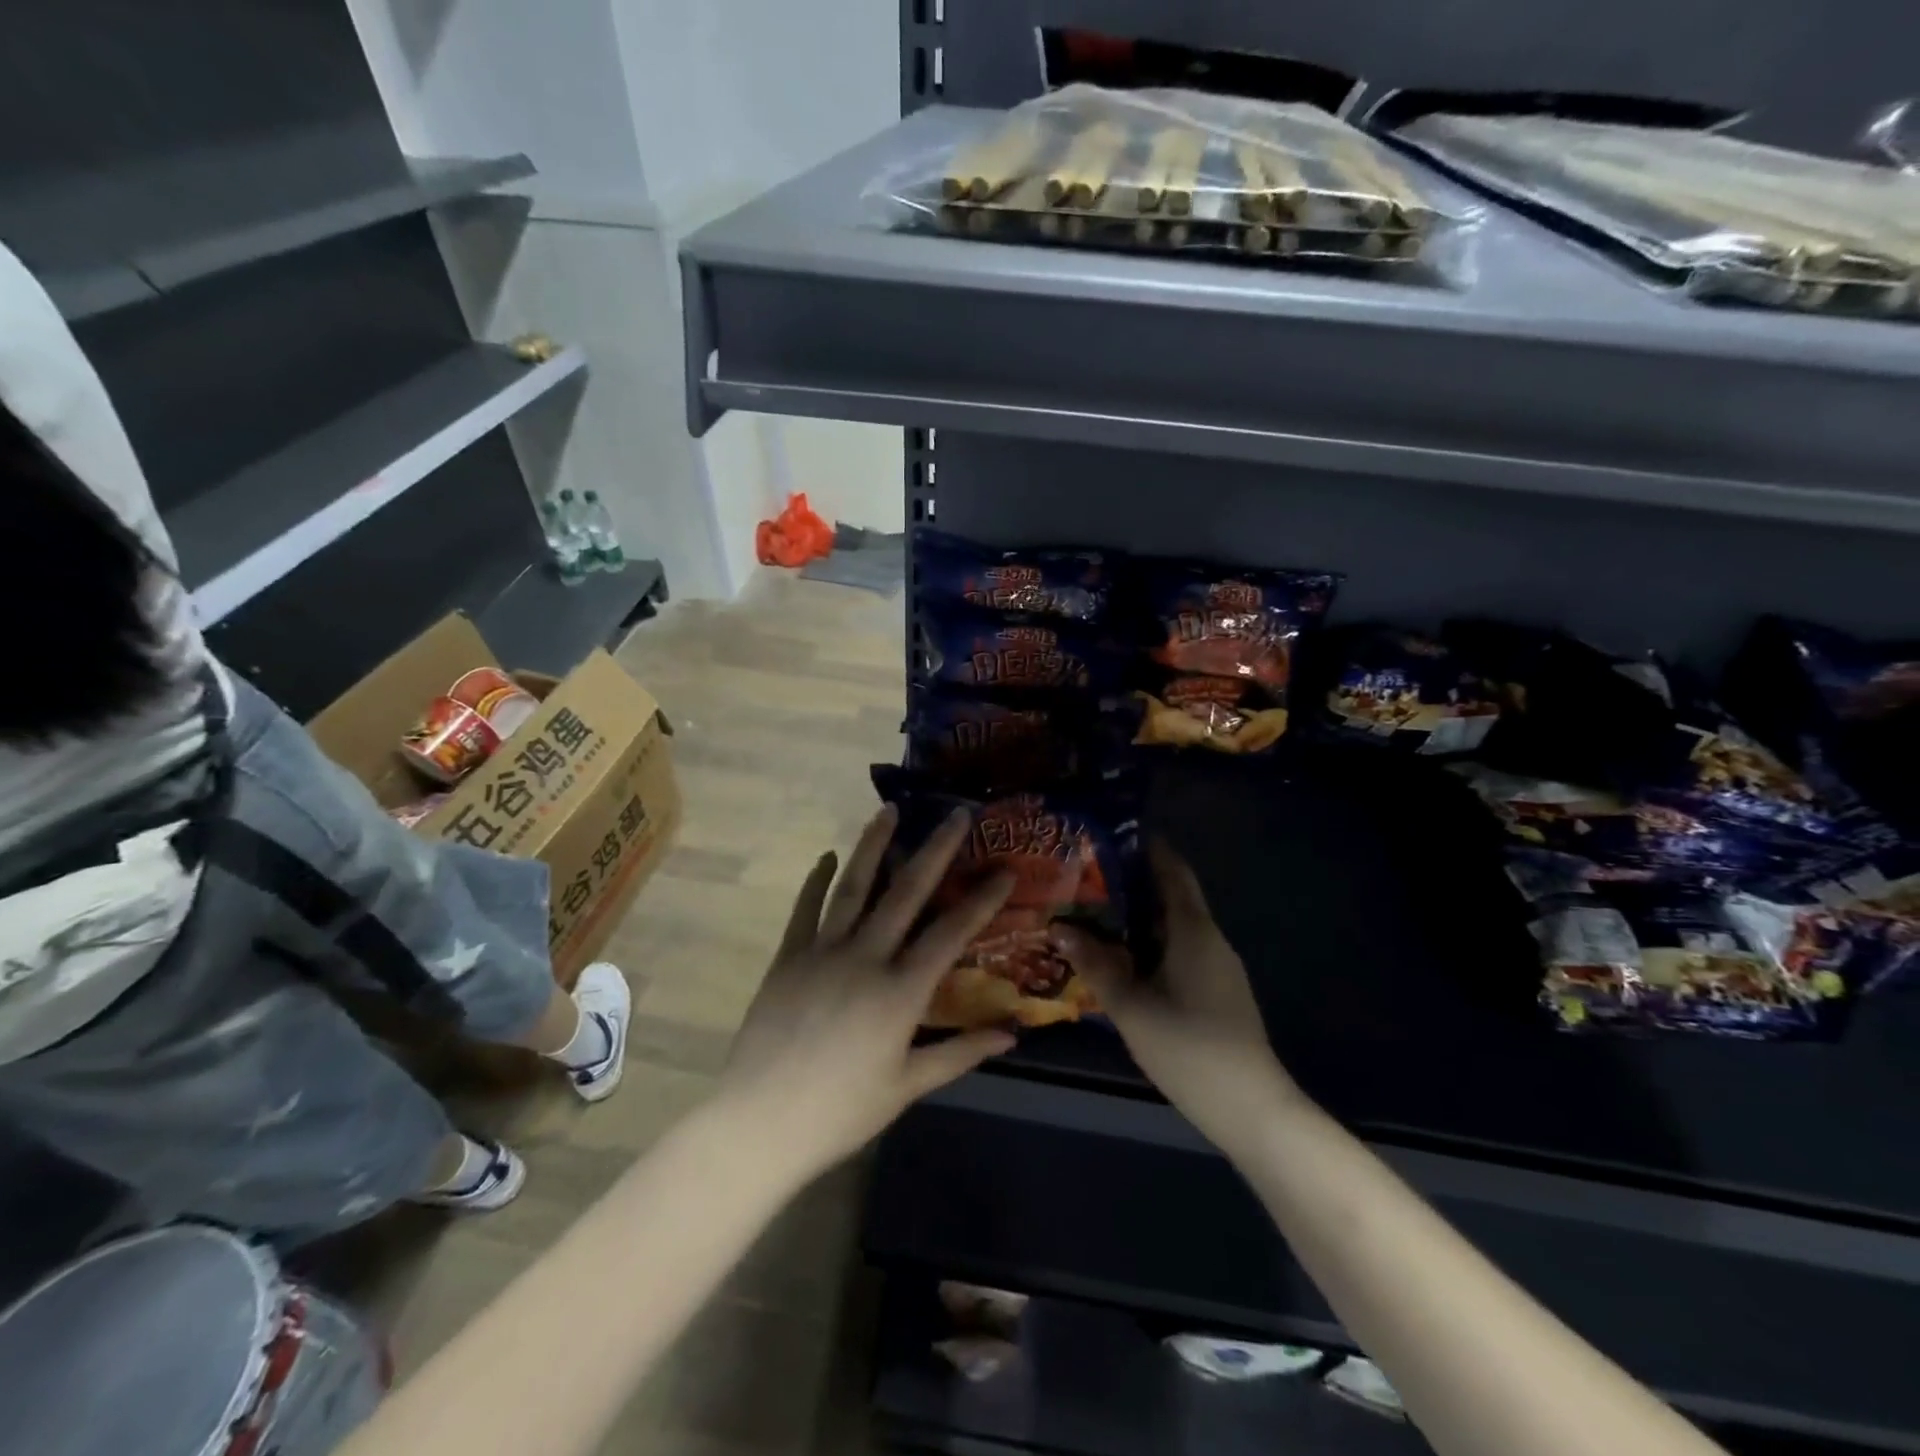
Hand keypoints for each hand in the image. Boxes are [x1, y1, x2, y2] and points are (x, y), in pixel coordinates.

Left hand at [714, 805, 1015, 1186]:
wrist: (760, 1123)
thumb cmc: (841, 1111)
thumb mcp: (908, 1086)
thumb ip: (960, 1054)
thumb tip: (1011, 1036)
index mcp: (900, 992)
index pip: (951, 934)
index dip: (982, 899)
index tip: (1004, 869)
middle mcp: (865, 958)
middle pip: (906, 893)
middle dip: (935, 850)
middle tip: (955, 814)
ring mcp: (822, 952)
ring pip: (853, 887)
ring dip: (873, 846)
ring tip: (888, 811)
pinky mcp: (788, 957)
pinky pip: (806, 909)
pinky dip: (816, 880)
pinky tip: (827, 856)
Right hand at [1051, 841, 1299, 1156]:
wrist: (1252, 1109)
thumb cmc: (1189, 1048)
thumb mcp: (1131, 1006)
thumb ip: (1095, 965)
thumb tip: (1059, 927)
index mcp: (1193, 930)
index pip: (1173, 871)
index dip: (1146, 849)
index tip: (1110, 836)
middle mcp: (1210, 939)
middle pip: (1171, 897)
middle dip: (1132, 884)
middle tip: (1086, 878)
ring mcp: (1218, 967)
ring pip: (1174, 928)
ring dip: (1138, 918)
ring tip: (1095, 916)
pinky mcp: (1218, 992)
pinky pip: (1180, 951)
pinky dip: (1151, 944)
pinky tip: (1123, 960)